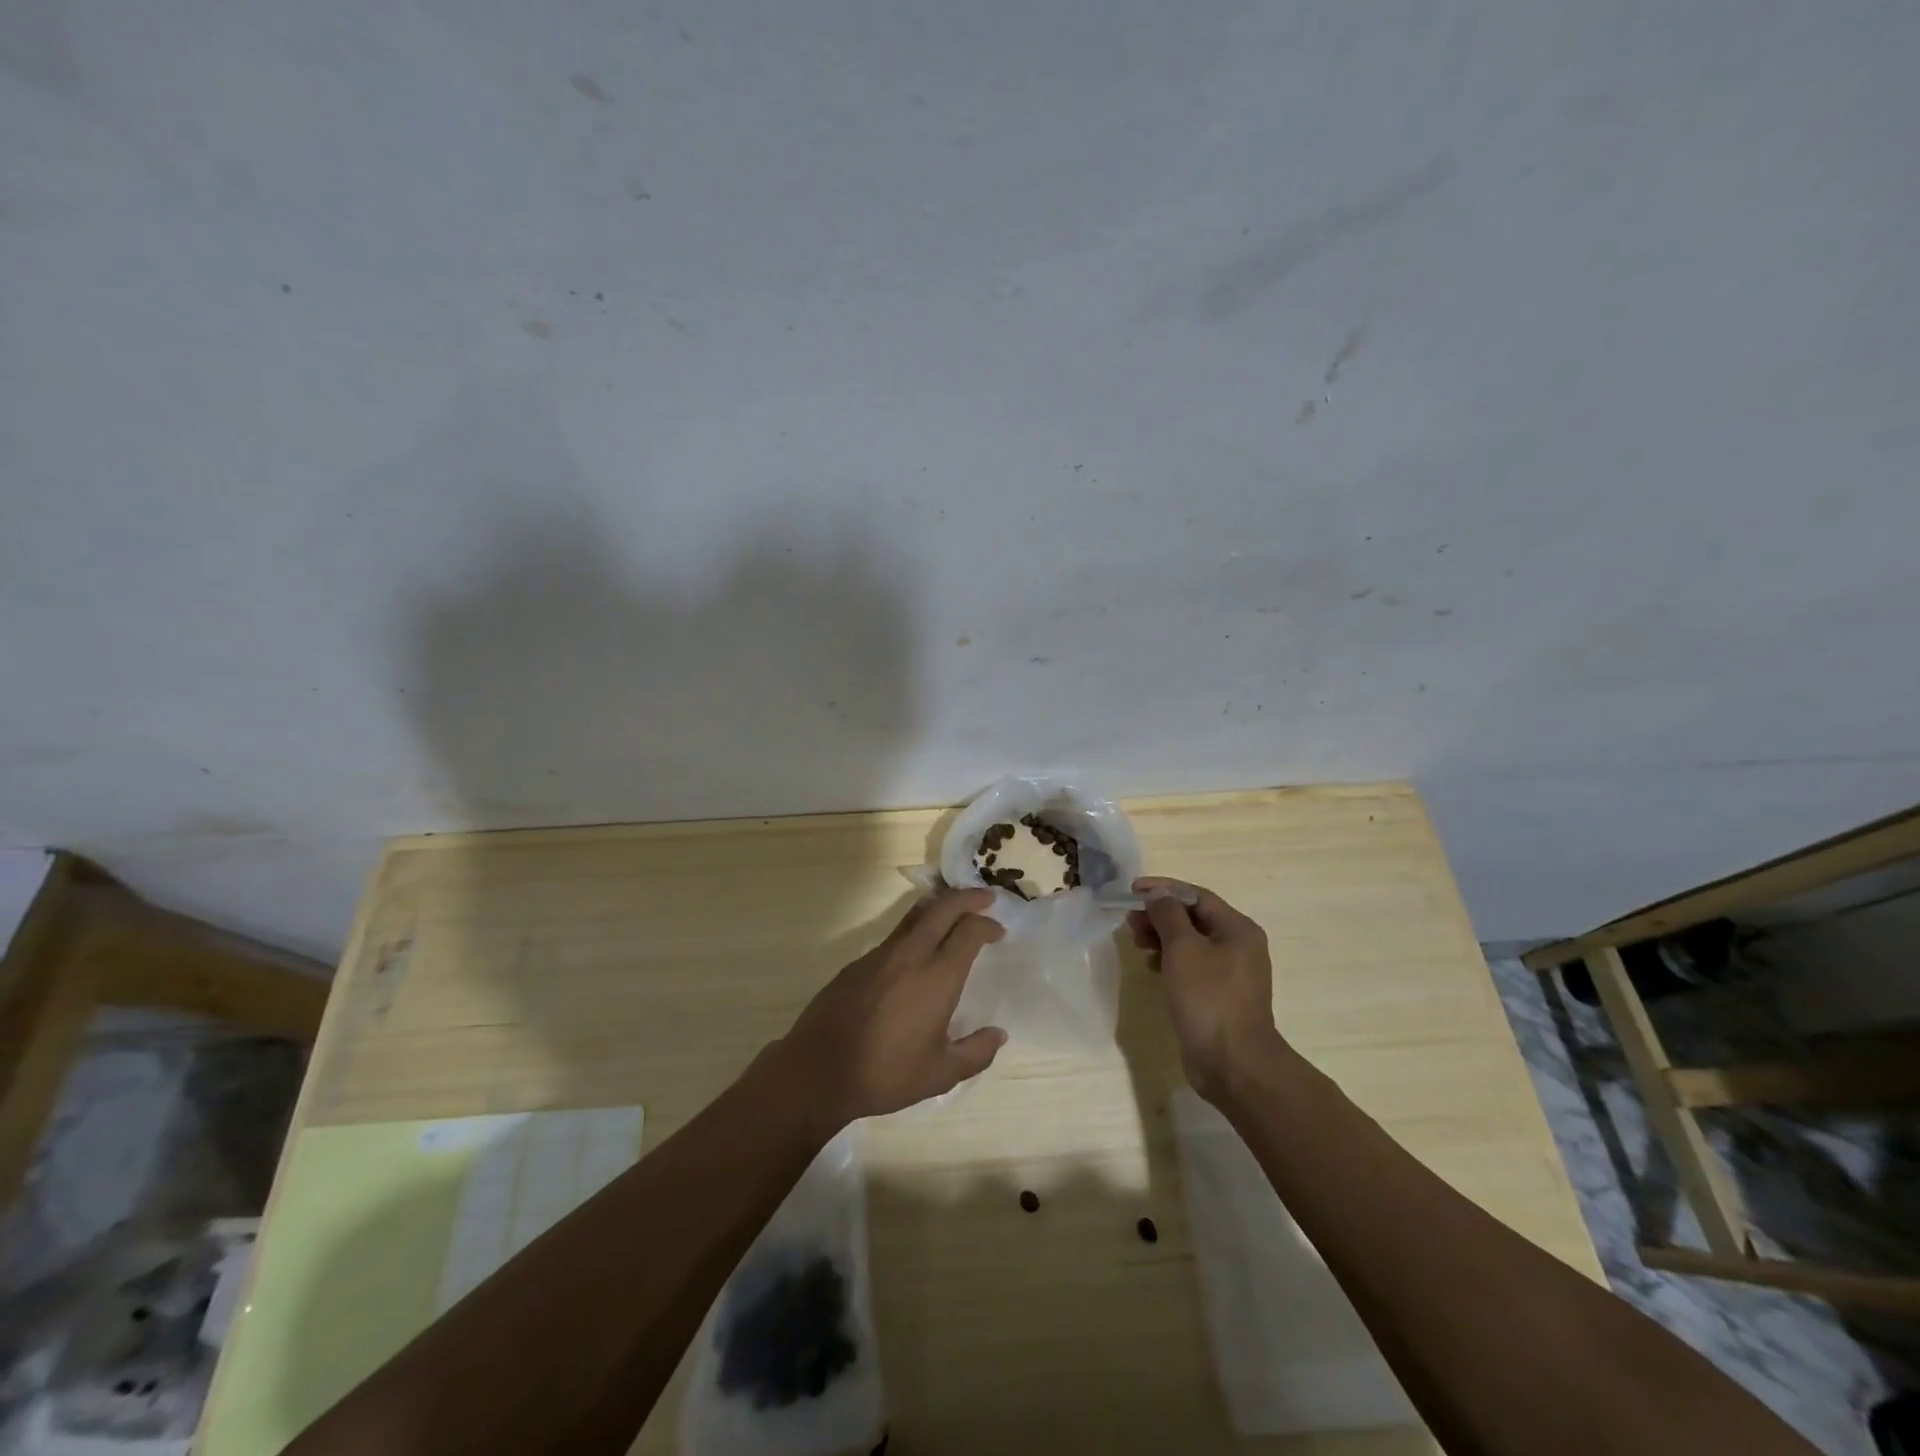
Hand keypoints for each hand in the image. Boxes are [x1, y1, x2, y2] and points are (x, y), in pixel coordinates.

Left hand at [781, 888, 1007, 1124]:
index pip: (969, 932)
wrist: (819, 1070)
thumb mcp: (940, 1074)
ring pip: (915, 915)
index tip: (997, 930)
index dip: (987, 924)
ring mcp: (880, 955)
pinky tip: (917, 950)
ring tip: (954, 912)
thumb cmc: (886, 1073)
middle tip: (985, 899)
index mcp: (937, 977)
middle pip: (943, 908)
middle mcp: (911, 955)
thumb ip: (975, 1053)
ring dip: (940, 907)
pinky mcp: (858, 962)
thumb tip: (998, 1035)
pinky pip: (895, 934)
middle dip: (967, 898)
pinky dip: (915, 928)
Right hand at [1127, 878, 1283, 1100]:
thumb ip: (1168, 915)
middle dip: (1160, 915)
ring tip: (1137, 942)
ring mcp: (1230, 974)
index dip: (1163, 889)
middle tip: (1130, 921)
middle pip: (1193, 919)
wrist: (1233, 1063)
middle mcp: (1238, 946)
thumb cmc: (1208, 998)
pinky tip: (1151, 967)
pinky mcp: (1219, 996)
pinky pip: (1191, 967)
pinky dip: (1170, 961)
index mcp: (1237, 929)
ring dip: (1162, 937)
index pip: (1196, 896)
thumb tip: (1158, 895)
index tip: (1132, 891)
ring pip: (1190, 943)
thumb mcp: (1183, 949)